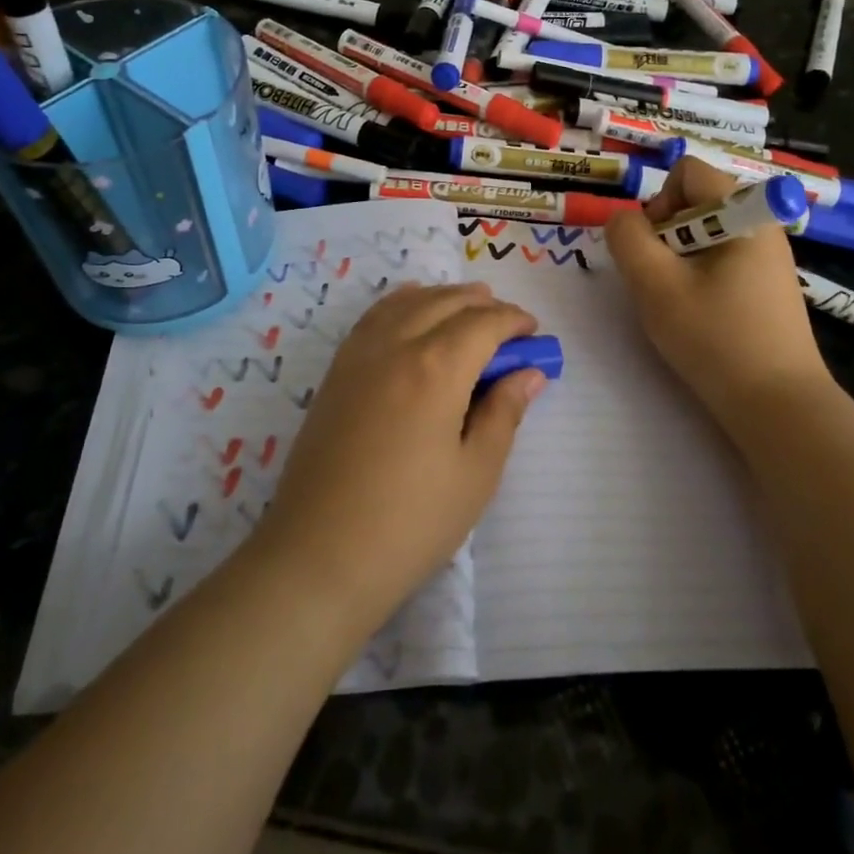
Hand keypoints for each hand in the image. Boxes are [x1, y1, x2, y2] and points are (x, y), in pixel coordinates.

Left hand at [250, 282, 545, 637]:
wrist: (319, 556)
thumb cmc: (410, 523)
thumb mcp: (475, 472)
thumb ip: (504, 412)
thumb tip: (529, 373)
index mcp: (436, 368)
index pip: (484, 323)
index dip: (514, 321)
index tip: (534, 333)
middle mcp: (396, 345)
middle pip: (446, 303)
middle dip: (483, 304)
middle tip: (508, 326)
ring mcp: (359, 355)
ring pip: (407, 302)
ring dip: (443, 298)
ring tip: (467, 306)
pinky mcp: (336, 372)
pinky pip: (374, 316)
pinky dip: (402, 303)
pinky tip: (411, 312)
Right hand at [605, 157, 829, 436]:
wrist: (778, 405)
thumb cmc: (715, 338)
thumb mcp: (656, 285)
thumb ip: (628, 240)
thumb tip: (623, 220)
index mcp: (743, 212)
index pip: (687, 171)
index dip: (659, 202)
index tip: (656, 250)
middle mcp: (762, 223)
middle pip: (696, 201)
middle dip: (667, 233)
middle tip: (663, 281)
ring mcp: (768, 255)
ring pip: (705, 233)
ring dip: (680, 258)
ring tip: (681, 301)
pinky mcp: (768, 284)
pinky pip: (722, 258)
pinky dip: (700, 275)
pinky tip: (702, 315)